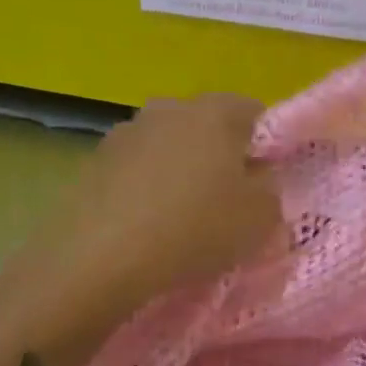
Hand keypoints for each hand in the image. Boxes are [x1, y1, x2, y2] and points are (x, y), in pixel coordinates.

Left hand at [34, 94, 283, 306]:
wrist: (99, 258)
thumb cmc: (193, 228)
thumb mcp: (260, 218)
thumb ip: (270, 191)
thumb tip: (258, 181)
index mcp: (215, 111)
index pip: (254, 112)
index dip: (265, 146)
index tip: (263, 183)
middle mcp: (170, 108)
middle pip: (208, 126)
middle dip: (220, 156)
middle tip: (226, 202)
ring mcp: (127, 131)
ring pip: (168, 146)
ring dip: (178, 170)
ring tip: (180, 218)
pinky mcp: (94, 160)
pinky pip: (135, 169)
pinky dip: (144, 188)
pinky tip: (144, 225)